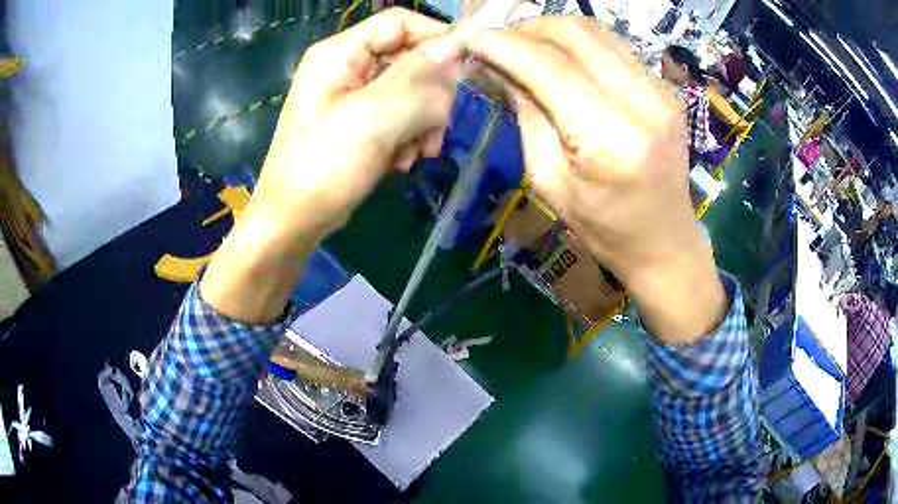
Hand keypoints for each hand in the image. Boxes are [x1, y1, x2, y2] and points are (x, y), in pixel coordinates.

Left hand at [253, 8, 458, 241]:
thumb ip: (417, 79)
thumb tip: (454, 48)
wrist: (294, 221)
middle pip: (410, 58)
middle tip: (434, 129)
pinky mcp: (360, 122)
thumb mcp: (373, 119)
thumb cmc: (323, 168)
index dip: (435, 39)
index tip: (462, 72)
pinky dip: (408, 137)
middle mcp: (347, 67)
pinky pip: (400, 115)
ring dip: (423, 122)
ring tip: (416, 153)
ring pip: (410, 90)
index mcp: (340, 53)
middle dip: (430, 95)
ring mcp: (353, 96)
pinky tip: (401, 162)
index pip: (400, 23)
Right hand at [467, 18, 725, 342]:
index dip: (504, 45)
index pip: (548, 67)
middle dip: (527, 29)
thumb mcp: (550, 182)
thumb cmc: (604, 229)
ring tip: (524, 47)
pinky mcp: (665, 89)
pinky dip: (579, 45)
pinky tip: (561, 60)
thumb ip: (528, 117)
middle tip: (498, 43)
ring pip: (596, 32)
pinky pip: (613, 47)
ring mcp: (660, 91)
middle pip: (575, 34)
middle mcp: (643, 101)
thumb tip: (502, 70)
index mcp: (612, 136)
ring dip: (552, 32)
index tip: (470, 37)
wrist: (665, 243)